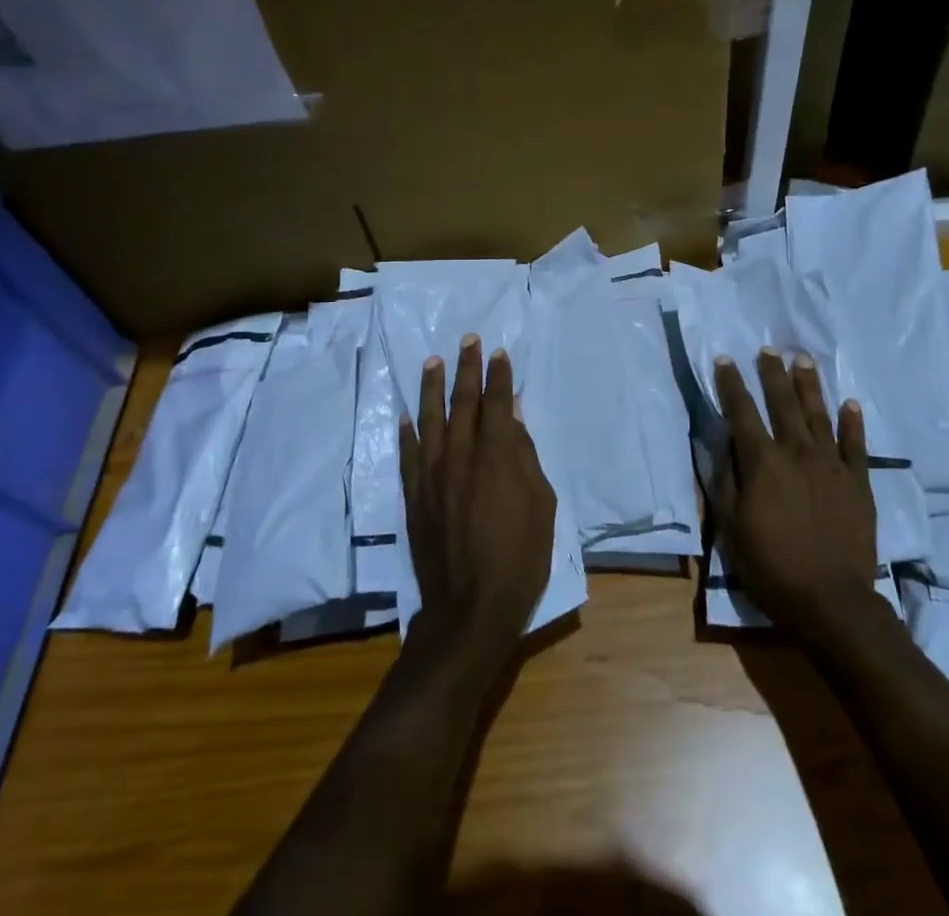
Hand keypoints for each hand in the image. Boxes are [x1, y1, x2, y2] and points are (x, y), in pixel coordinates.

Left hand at [400, 336, 556, 657]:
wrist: (471, 607)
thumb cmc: (520, 557)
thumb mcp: (541, 505)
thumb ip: (526, 458)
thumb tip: (515, 420)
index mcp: (498, 456)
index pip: (497, 404)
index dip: (498, 376)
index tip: (498, 353)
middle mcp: (462, 456)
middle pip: (463, 402)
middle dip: (467, 369)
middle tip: (468, 340)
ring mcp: (433, 475)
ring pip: (431, 419)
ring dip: (433, 387)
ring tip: (433, 360)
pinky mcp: (415, 496)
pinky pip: (409, 455)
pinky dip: (407, 432)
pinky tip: (407, 415)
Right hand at [711, 349, 881, 636]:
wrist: (832, 602)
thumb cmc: (772, 566)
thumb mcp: (731, 527)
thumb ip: (724, 480)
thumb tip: (720, 443)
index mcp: (763, 463)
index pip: (742, 412)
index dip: (732, 384)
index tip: (726, 359)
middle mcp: (797, 453)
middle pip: (783, 403)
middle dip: (772, 374)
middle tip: (768, 349)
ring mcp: (832, 466)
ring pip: (819, 415)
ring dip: (809, 386)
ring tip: (803, 360)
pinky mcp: (858, 483)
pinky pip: (856, 445)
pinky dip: (853, 422)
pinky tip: (851, 403)